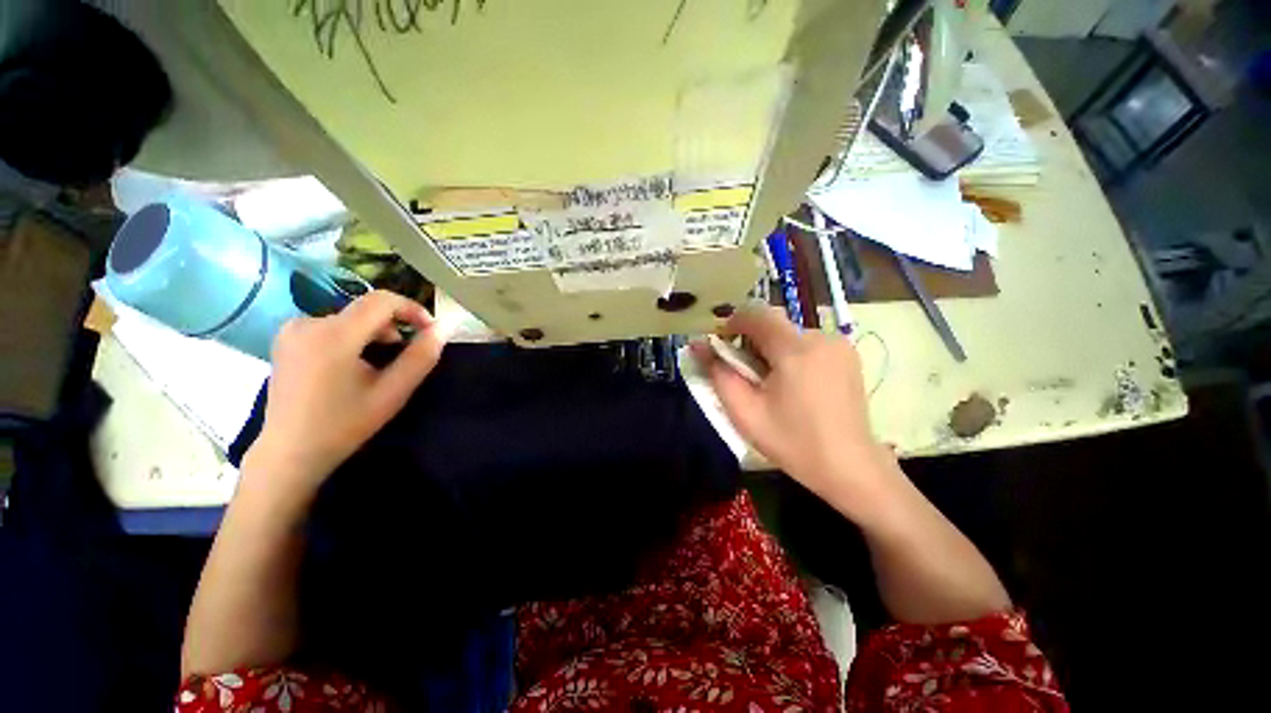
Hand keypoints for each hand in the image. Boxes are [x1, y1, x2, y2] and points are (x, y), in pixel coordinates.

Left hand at [243, 290, 444, 495]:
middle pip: (365, 310)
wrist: (290, 452)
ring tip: (378, 364)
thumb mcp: (393, 392)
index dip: (412, 309)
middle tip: (403, 356)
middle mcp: (307, 323)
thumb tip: (442, 328)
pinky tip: (352, 365)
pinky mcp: (285, 339)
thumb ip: (421, 357)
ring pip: (350, 318)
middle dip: (393, 327)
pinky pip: (331, 326)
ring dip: (373, 334)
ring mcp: (291, 330)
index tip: (429, 330)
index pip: (381, 300)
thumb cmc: (345, 425)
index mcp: (333, 335)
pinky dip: (352, 338)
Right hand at [694, 306, 892, 505]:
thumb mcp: (745, 412)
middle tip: (745, 373)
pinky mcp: (848, 355)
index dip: (733, 322)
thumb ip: (718, 374)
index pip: (757, 314)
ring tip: (770, 382)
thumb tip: (697, 345)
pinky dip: (792, 354)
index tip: (722, 344)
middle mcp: (821, 337)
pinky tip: (794, 383)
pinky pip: (808, 342)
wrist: (849, 467)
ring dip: (772, 348)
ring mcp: (839, 345)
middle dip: (752, 340)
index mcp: (795, 350)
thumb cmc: (792, 442)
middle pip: (774, 324)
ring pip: (790, 333)